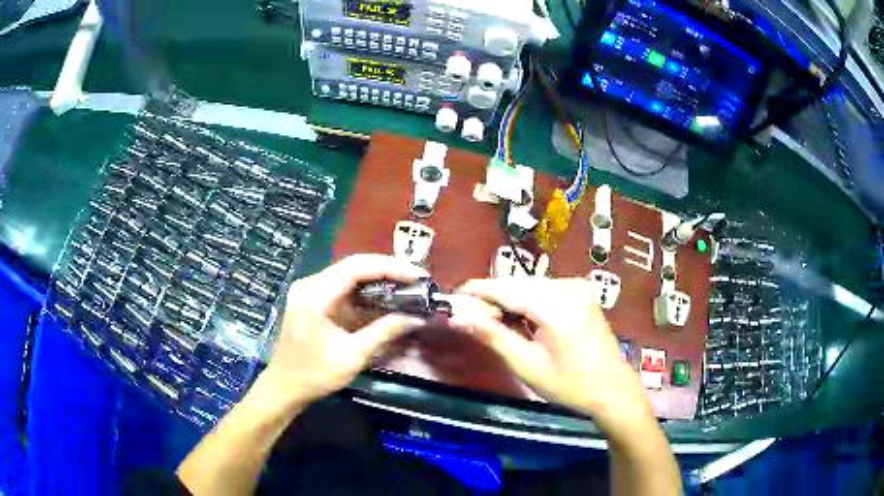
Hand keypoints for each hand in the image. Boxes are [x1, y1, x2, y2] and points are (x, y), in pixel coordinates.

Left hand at [261, 255, 427, 409]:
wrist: (285, 386)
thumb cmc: (315, 375)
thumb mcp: (352, 356)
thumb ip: (384, 332)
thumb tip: (416, 318)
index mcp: (314, 295)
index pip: (355, 267)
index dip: (389, 267)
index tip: (417, 275)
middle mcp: (310, 284)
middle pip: (353, 266)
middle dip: (387, 271)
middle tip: (417, 280)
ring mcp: (311, 290)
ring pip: (350, 275)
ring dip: (379, 280)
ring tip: (408, 287)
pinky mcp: (314, 300)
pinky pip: (344, 288)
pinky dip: (367, 292)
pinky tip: (386, 298)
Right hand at [451, 278, 653, 432]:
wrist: (611, 388)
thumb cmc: (568, 384)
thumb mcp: (526, 365)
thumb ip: (493, 336)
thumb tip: (458, 317)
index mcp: (557, 307)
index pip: (508, 290)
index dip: (479, 291)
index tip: (454, 295)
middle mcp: (569, 288)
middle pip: (519, 284)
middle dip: (493, 296)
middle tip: (470, 314)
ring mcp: (578, 288)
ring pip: (531, 285)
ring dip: (510, 298)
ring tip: (492, 318)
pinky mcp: (582, 292)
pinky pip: (546, 289)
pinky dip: (528, 299)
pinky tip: (519, 316)